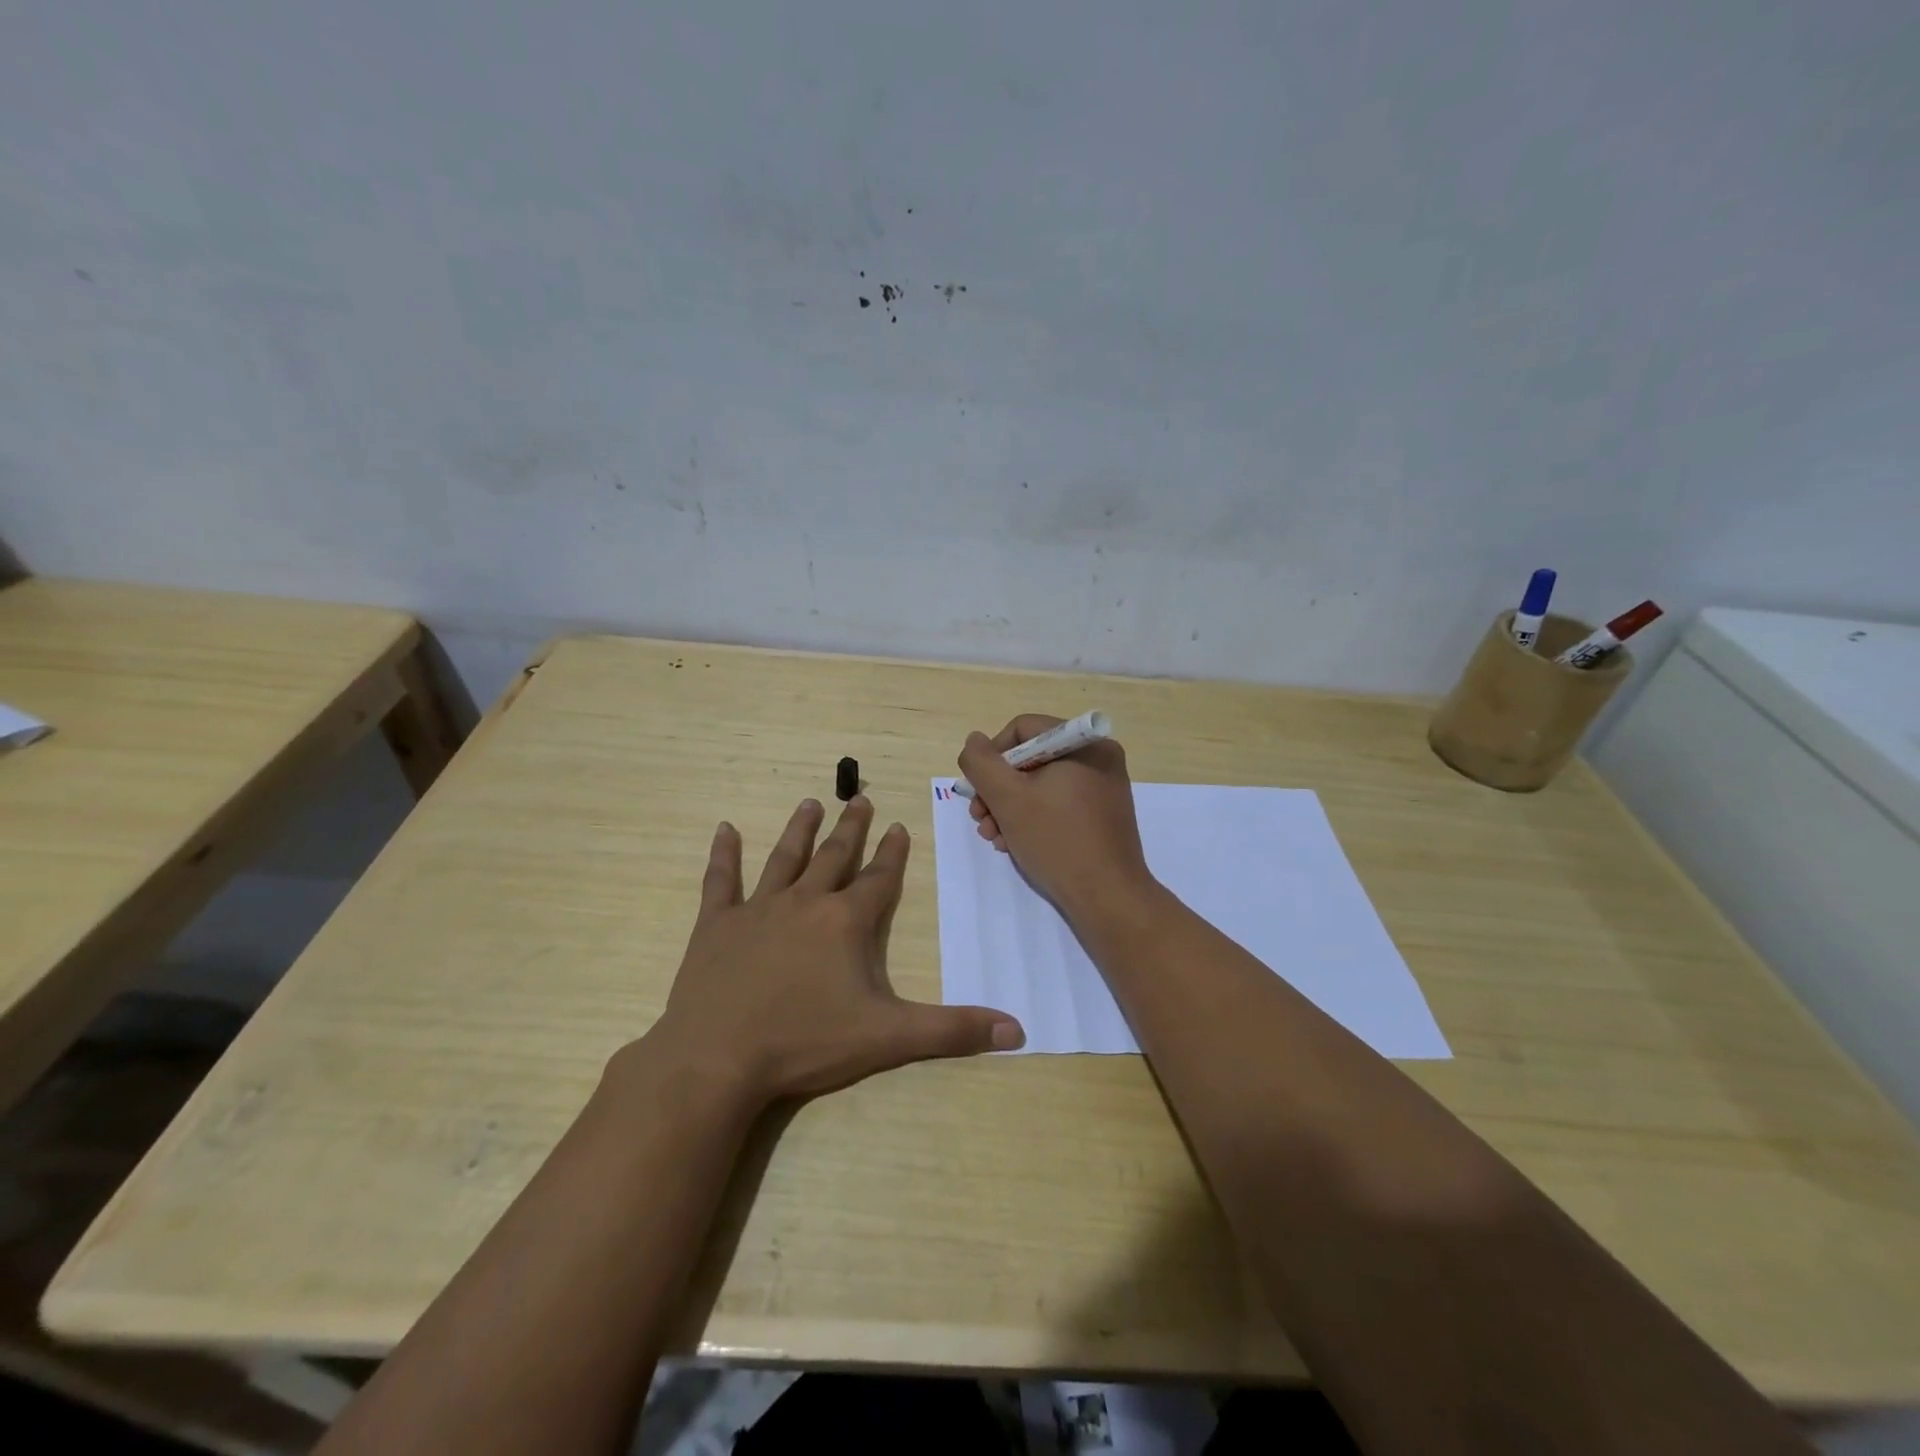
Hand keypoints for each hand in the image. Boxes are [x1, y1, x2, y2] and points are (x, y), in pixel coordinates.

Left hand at [645, 797, 1023, 1106]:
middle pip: (834, 857)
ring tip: (810, 802)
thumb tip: (1019, 1031)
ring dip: (800, 830)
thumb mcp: (888, 1038)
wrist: (718, 1058)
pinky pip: (721, 881)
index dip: (893, 853)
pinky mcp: (717, 925)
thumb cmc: (806, 1043)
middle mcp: (805, 903)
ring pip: (785, 858)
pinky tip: (724, 830)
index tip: (899, 826)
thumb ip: (952, 1030)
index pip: (878, 878)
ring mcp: (758, 910)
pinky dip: (723, 855)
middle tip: (859, 798)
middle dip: (851, 828)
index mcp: (846, 922)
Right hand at [958, 715, 1155, 920]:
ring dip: (1009, 808)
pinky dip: (1033, 818)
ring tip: (994, 838)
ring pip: (1041, 784)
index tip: (979, 791)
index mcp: (1083, 743)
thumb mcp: (1007, 798)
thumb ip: (981, 763)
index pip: (1022, 729)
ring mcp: (1104, 787)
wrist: (1107, 897)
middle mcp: (1098, 757)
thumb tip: (975, 741)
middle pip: (1030, 759)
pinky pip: (1059, 803)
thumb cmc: (1056, 840)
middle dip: (998, 790)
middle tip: (980, 820)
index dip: (992, 757)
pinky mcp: (1103, 815)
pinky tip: (1014, 843)